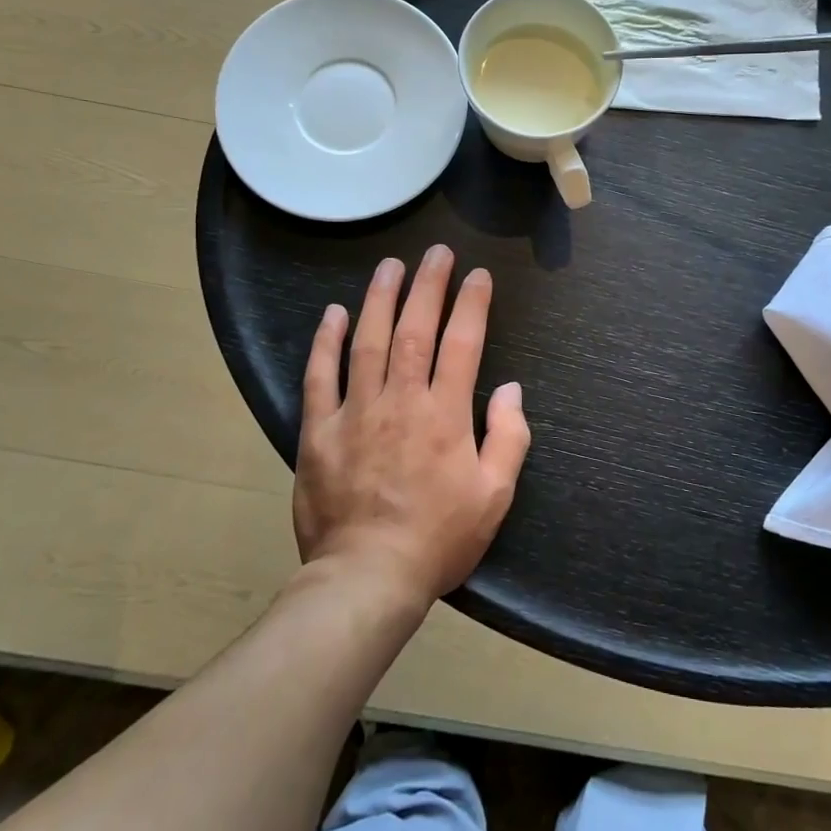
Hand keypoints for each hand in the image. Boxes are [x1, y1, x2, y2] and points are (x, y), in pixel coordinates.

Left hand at [295, 245, 530, 605]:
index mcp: (445, 414)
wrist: (367, 578)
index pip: (462, 343)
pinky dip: (326, 342)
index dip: (472, 304)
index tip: (478, 275)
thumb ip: (508, 437)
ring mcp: (356, 412)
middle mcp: (401, 401)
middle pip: (414, 329)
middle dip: (428, 286)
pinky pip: (320, 377)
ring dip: (380, 298)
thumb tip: (511, 388)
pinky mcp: (319, 431)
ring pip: (368, 342)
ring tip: (390, 266)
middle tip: (436, 253)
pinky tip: (334, 313)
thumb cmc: (439, 538)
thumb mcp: (495, 495)